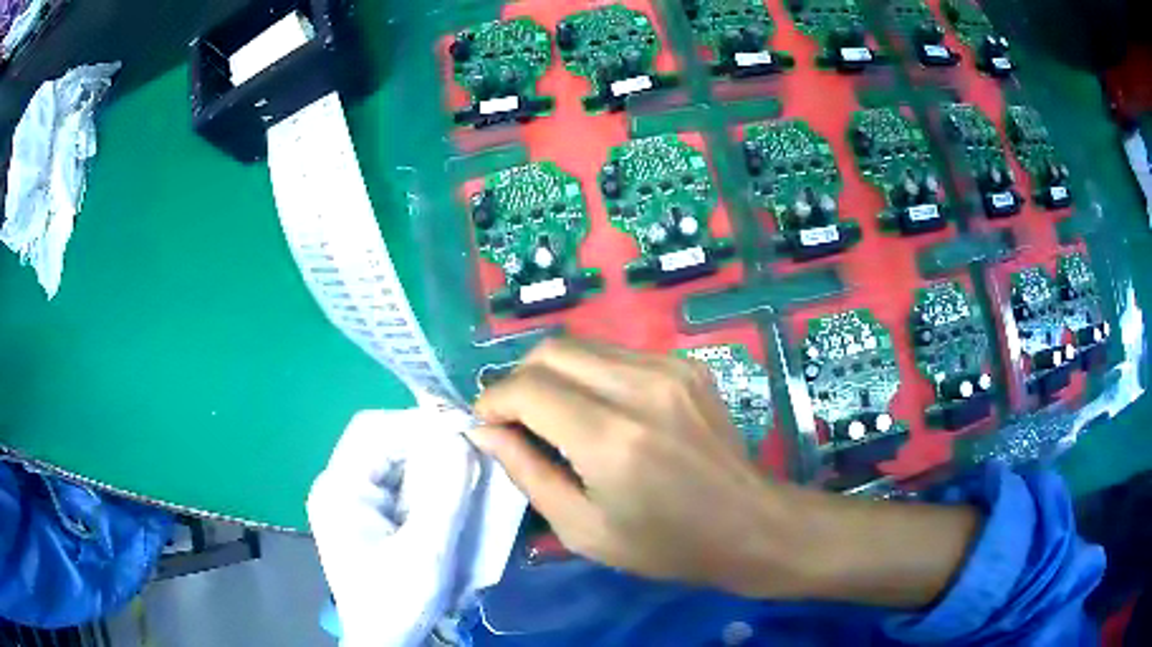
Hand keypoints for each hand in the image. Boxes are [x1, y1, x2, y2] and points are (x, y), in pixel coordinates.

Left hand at [308, 409, 478, 646]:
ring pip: (391, 461)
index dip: (416, 423)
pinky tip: (446, 498)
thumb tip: (461, 437)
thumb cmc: (397, 600)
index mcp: (339, 489)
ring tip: (462, 476)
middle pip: (381, 442)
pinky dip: (423, 483)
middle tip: (468, 456)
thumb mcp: (426, 552)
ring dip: (427, 463)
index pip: (372, 429)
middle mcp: (338, 486)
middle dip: (425, 444)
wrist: (382, 641)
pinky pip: (395, 484)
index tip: (460, 432)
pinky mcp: (364, 516)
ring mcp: (349, 501)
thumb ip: (444, 495)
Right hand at [470, 338, 980, 607]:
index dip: (493, 401)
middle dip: (518, 380)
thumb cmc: (666, 544)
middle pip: (550, 350)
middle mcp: (640, 387)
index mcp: (612, 439)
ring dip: (553, 374)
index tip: (487, 426)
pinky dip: (590, 375)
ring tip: (554, 416)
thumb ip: (527, 474)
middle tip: (516, 420)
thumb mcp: (583, 529)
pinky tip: (599, 411)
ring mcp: (669, 368)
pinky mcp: (687, 365)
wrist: (749, 525)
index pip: (526, 389)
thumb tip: (486, 431)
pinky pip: (617, 354)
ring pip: (582, 346)